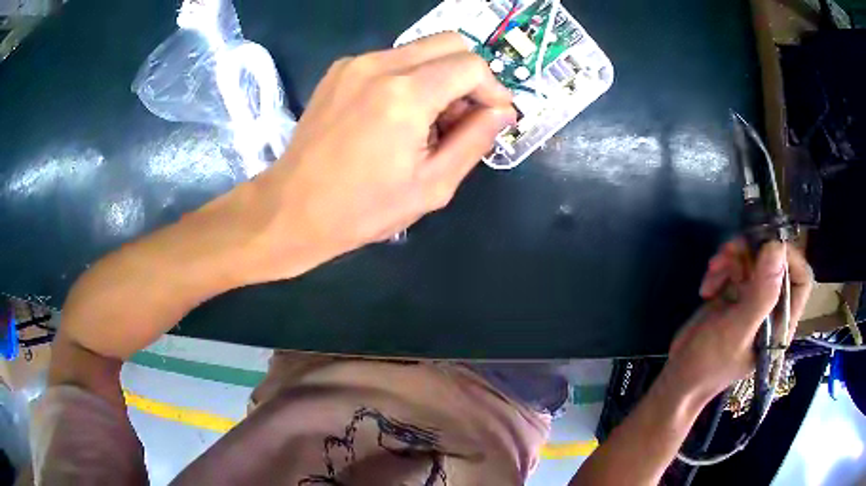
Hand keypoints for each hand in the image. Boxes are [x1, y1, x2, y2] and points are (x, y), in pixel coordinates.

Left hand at [246, 33, 515, 280]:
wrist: (292, 208)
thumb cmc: (363, 208)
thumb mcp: (432, 186)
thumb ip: (475, 140)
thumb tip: (501, 111)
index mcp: (405, 94)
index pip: (471, 65)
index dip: (493, 89)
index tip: (493, 117)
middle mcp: (380, 64)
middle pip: (449, 43)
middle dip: (468, 76)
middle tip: (462, 117)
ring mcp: (355, 63)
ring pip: (420, 49)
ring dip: (438, 77)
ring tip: (426, 123)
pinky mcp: (339, 70)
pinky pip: (391, 59)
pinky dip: (409, 78)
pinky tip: (396, 116)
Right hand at [664, 240, 813, 403]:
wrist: (680, 380)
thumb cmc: (709, 364)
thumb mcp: (736, 331)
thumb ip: (761, 294)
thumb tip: (777, 246)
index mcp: (781, 322)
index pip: (800, 279)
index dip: (789, 256)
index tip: (764, 245)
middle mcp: (771, 308)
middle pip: (775, 262)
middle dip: (752, 252)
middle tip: (728, 251)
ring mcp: (753, 301)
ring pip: (753, 260)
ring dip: (732, 258)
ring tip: (712, 270)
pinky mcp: (735, 297)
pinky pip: (735, 268)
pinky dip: (721, 269)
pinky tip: (707, 287)